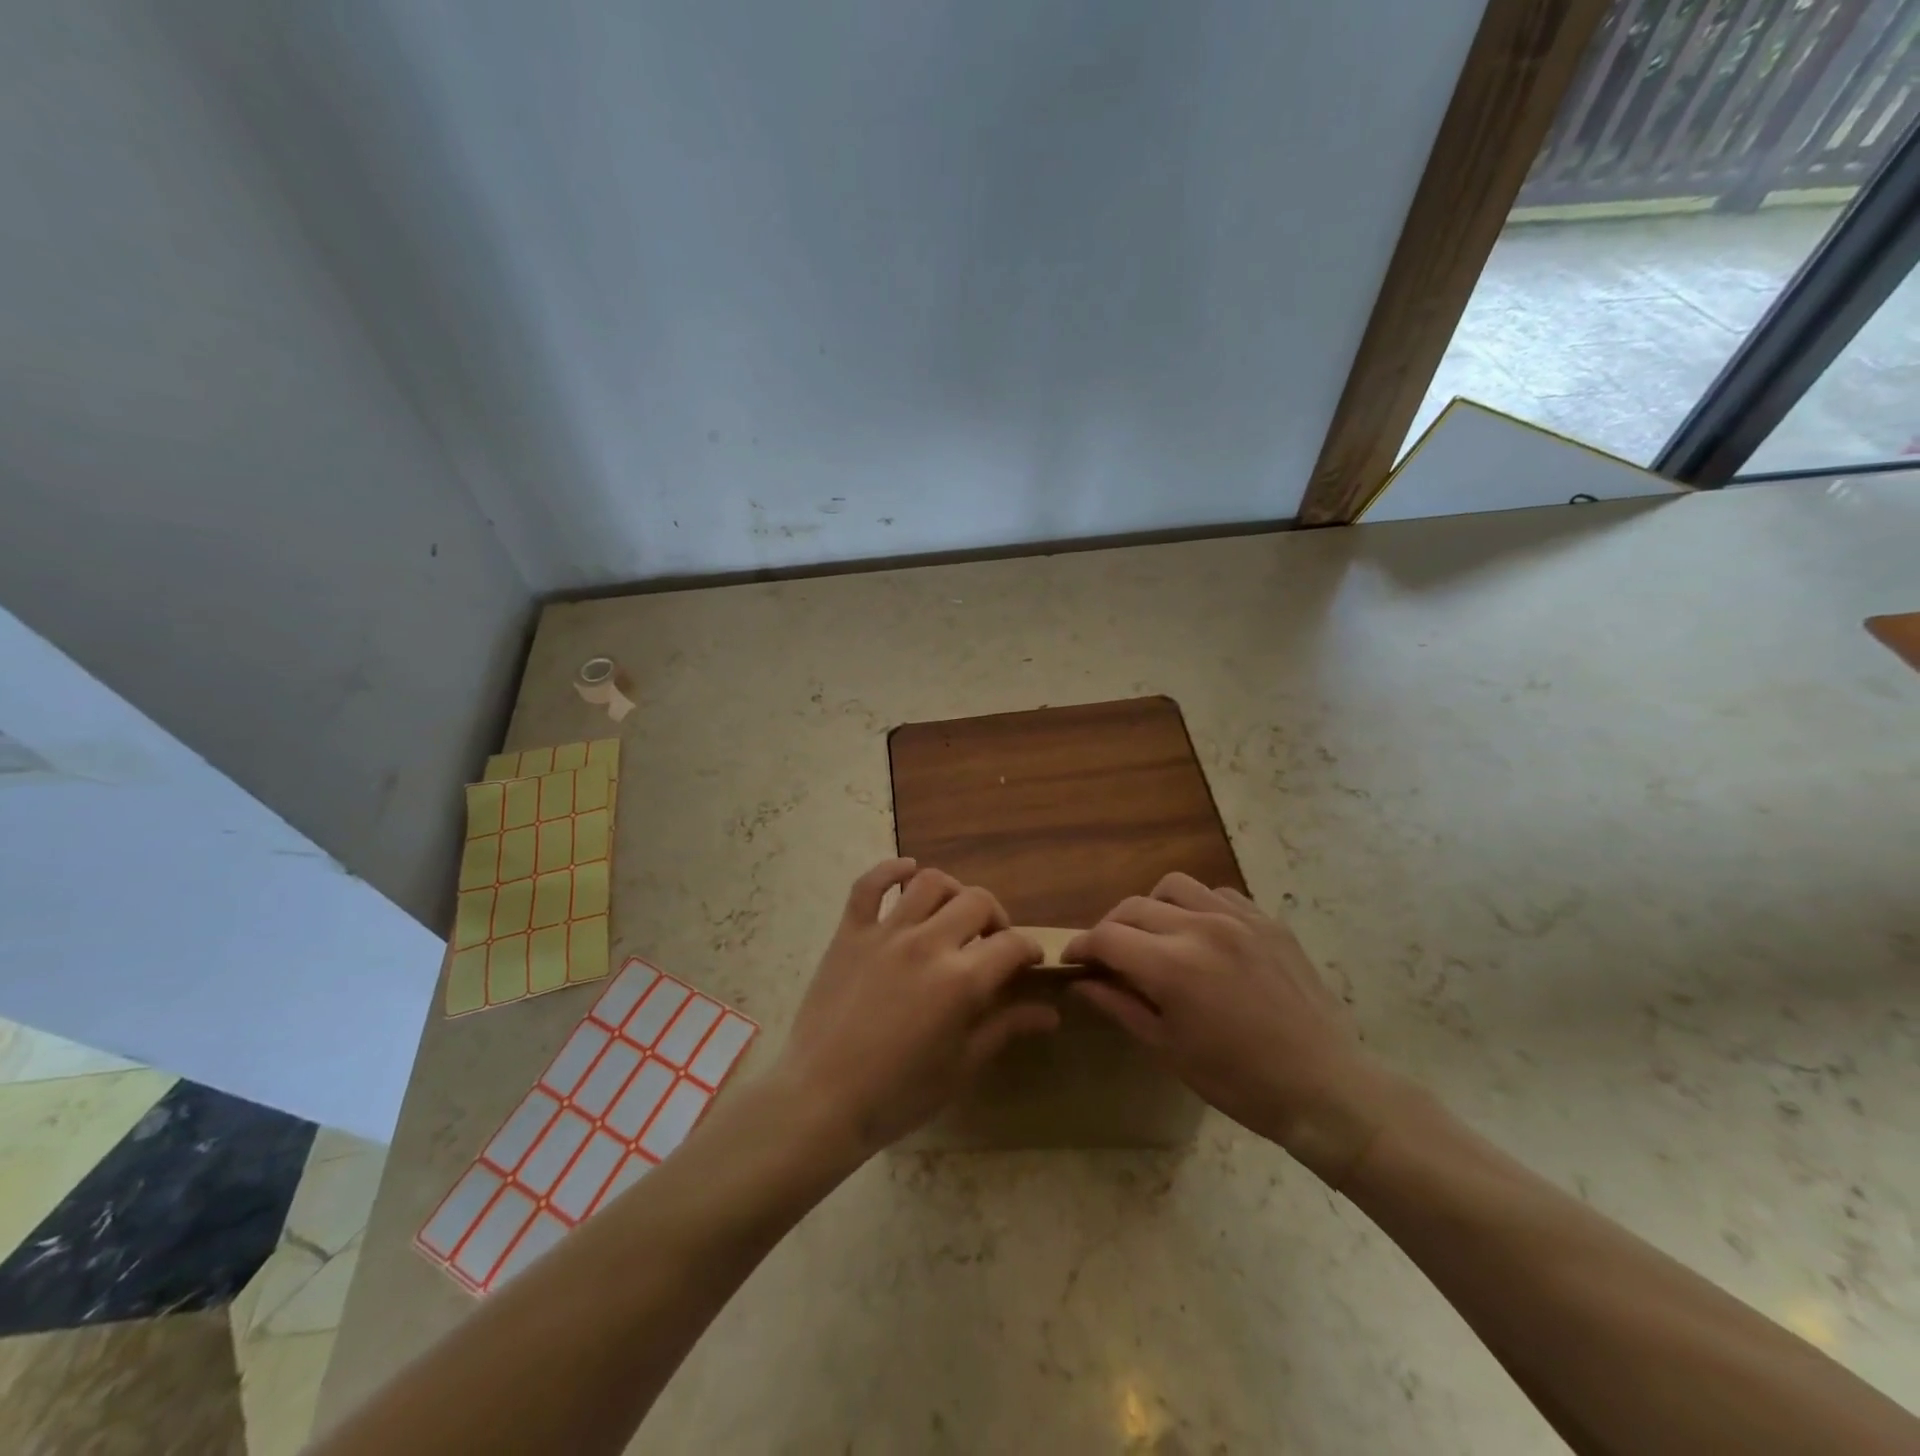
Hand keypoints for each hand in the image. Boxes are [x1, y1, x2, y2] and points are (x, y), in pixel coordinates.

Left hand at [773, 859, 1058, 1158]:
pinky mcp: (850, 932)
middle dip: (996, 918)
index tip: (1030, 961)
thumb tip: (1050, 1013)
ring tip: (954, 914)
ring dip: (952, 892)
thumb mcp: (962, 1066)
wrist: (822, 1100)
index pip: (1011, 944)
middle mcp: (927, 943)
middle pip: (976, 901)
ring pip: (929, 883)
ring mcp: (885, 933)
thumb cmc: (899, 1093)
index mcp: (961, 980)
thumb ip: (1005, 1028)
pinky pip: (869, 884)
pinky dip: (891, 870)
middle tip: (993, 941)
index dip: (1029, 949)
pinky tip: (907, 871)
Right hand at [1066, 874, 1403, 1183]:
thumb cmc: (1239, 1081)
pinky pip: (1218, 894)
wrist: (1325, 1088)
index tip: (1073, 960)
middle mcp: (1200, 927)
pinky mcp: (1267, 921)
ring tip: (1156, 936)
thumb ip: (1120, 1005)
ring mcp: (1238, 918)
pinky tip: (1202, 935)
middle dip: (1110, 928)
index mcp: (1171, 965)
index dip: (1082, 946)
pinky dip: (1197, 906)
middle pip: (1133, 906)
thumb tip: (1082, 983)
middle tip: (1108, 955)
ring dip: (1152, 907)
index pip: (1107, 936)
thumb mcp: (1168, 1049)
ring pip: (1174, 886)